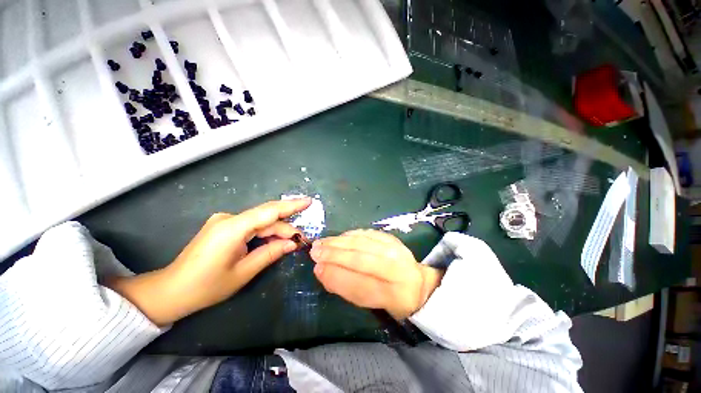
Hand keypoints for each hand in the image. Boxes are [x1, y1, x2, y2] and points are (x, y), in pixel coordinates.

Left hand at [107, 198, 311, 325]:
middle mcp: (228, 218)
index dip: (291, 206)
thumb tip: (293, 243)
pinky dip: (264, 232)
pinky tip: (272, 241)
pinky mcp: (224, 226)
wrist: (171, 290)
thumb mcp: (244, 272)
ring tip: (289, 243)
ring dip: (275, 231)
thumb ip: (271, 253)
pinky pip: (251, 225)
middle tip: (300, 239)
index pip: (269, 212)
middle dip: (285, 226)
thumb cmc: (206, 286)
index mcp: (232, 228)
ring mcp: (225, 221)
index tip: (309, 202)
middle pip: (266, 217)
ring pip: (260, 222)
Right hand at [310, 229, 442, 319]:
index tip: (317, 269)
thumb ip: (346, 288)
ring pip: (363, 243)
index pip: (360, 285)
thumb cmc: (390, 297)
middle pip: (361, 260)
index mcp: (393, 295)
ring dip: (339, 241)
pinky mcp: (392, 238)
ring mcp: (396, 251)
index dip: (336, 277)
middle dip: (335, 255)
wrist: (415, 282)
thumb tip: (322, 270)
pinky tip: (339, 237)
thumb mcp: (370, 303)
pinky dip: (351, 235)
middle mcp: (397, 271)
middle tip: (315, 251)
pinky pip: (368, 233)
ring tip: (322, 242)